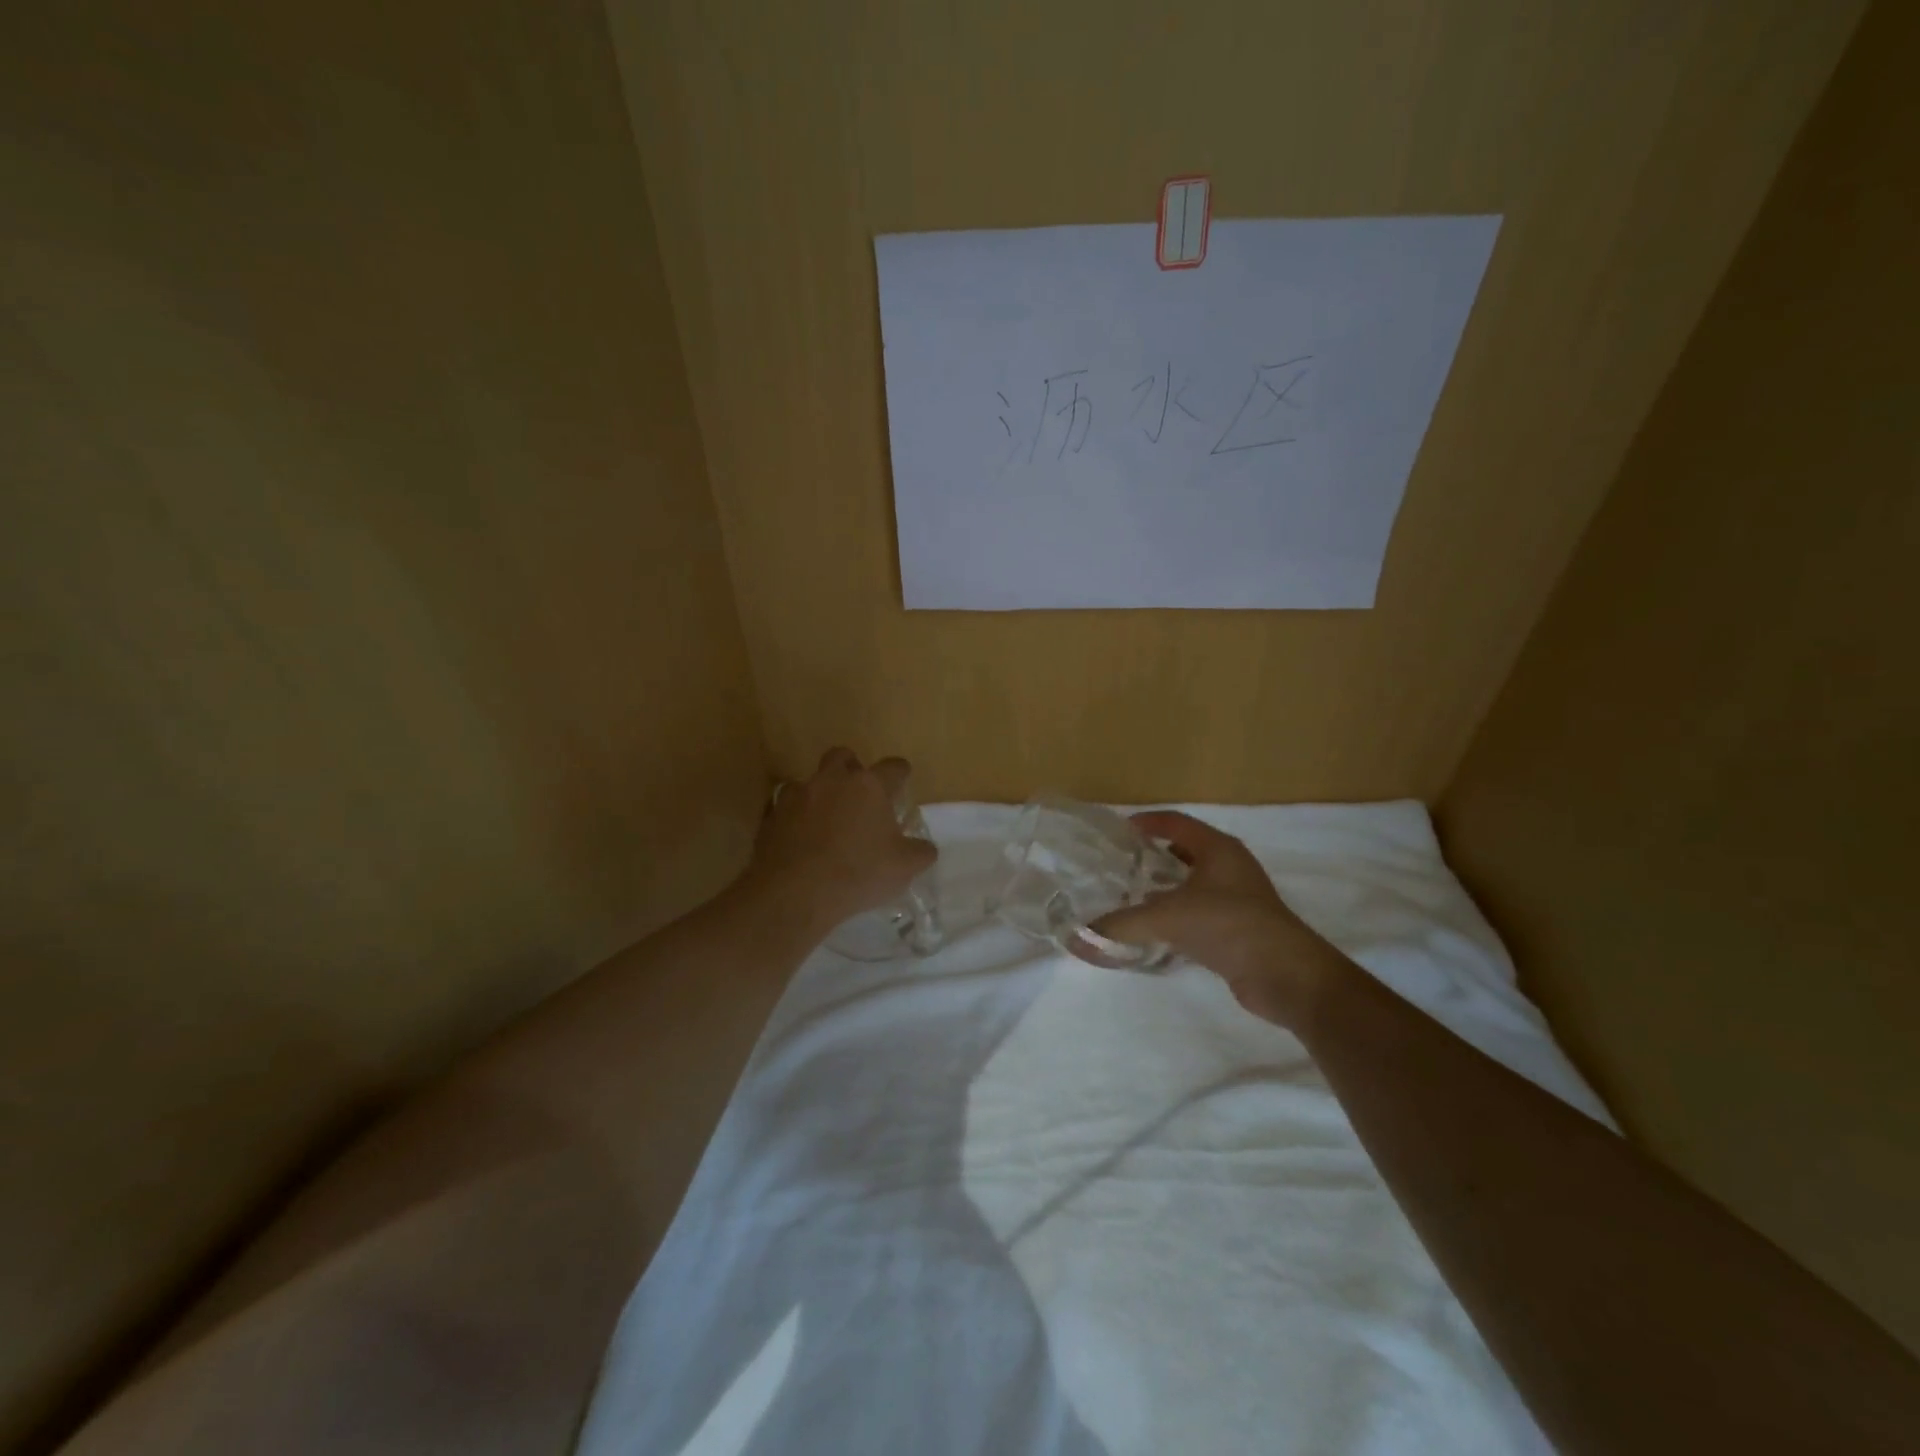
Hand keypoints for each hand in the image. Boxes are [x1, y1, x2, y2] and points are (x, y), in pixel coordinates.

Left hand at [749, 748, 936, 930]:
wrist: (794, 892)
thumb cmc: (858, 873)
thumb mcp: (904, 868)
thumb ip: (920, 852)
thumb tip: (925, 848)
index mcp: (869, 786)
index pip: (892, 767)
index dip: (900, 773)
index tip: (902, 782)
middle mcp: (832, 780)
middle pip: (843, 757)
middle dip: (852, 768)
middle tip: (859, 794)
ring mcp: (798, 795)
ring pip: (811, 781)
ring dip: (820, 794)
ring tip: (827, 821)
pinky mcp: (772, 816)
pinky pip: (786, 807)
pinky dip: (795, 817)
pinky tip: (800, 839)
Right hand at [1089, 811, 1344, 1028]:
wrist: (1286, 974)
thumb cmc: (1229, 925)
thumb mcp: (1168, 918)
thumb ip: (1121, 925)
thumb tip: (1077, 938)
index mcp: (1217, 849)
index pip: (1176, 823)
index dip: (1147, 822)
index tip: (1119, 830)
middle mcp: (1229, 867)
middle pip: (1184, 852)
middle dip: (1152, 857)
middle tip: (1119, 865)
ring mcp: (1236, 899)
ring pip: (1191, 885)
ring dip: (1163, 889)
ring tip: (1129, 897)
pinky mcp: (1237, 929)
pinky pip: (1198, 913)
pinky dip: (1175, 917)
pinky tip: (1153, 931)